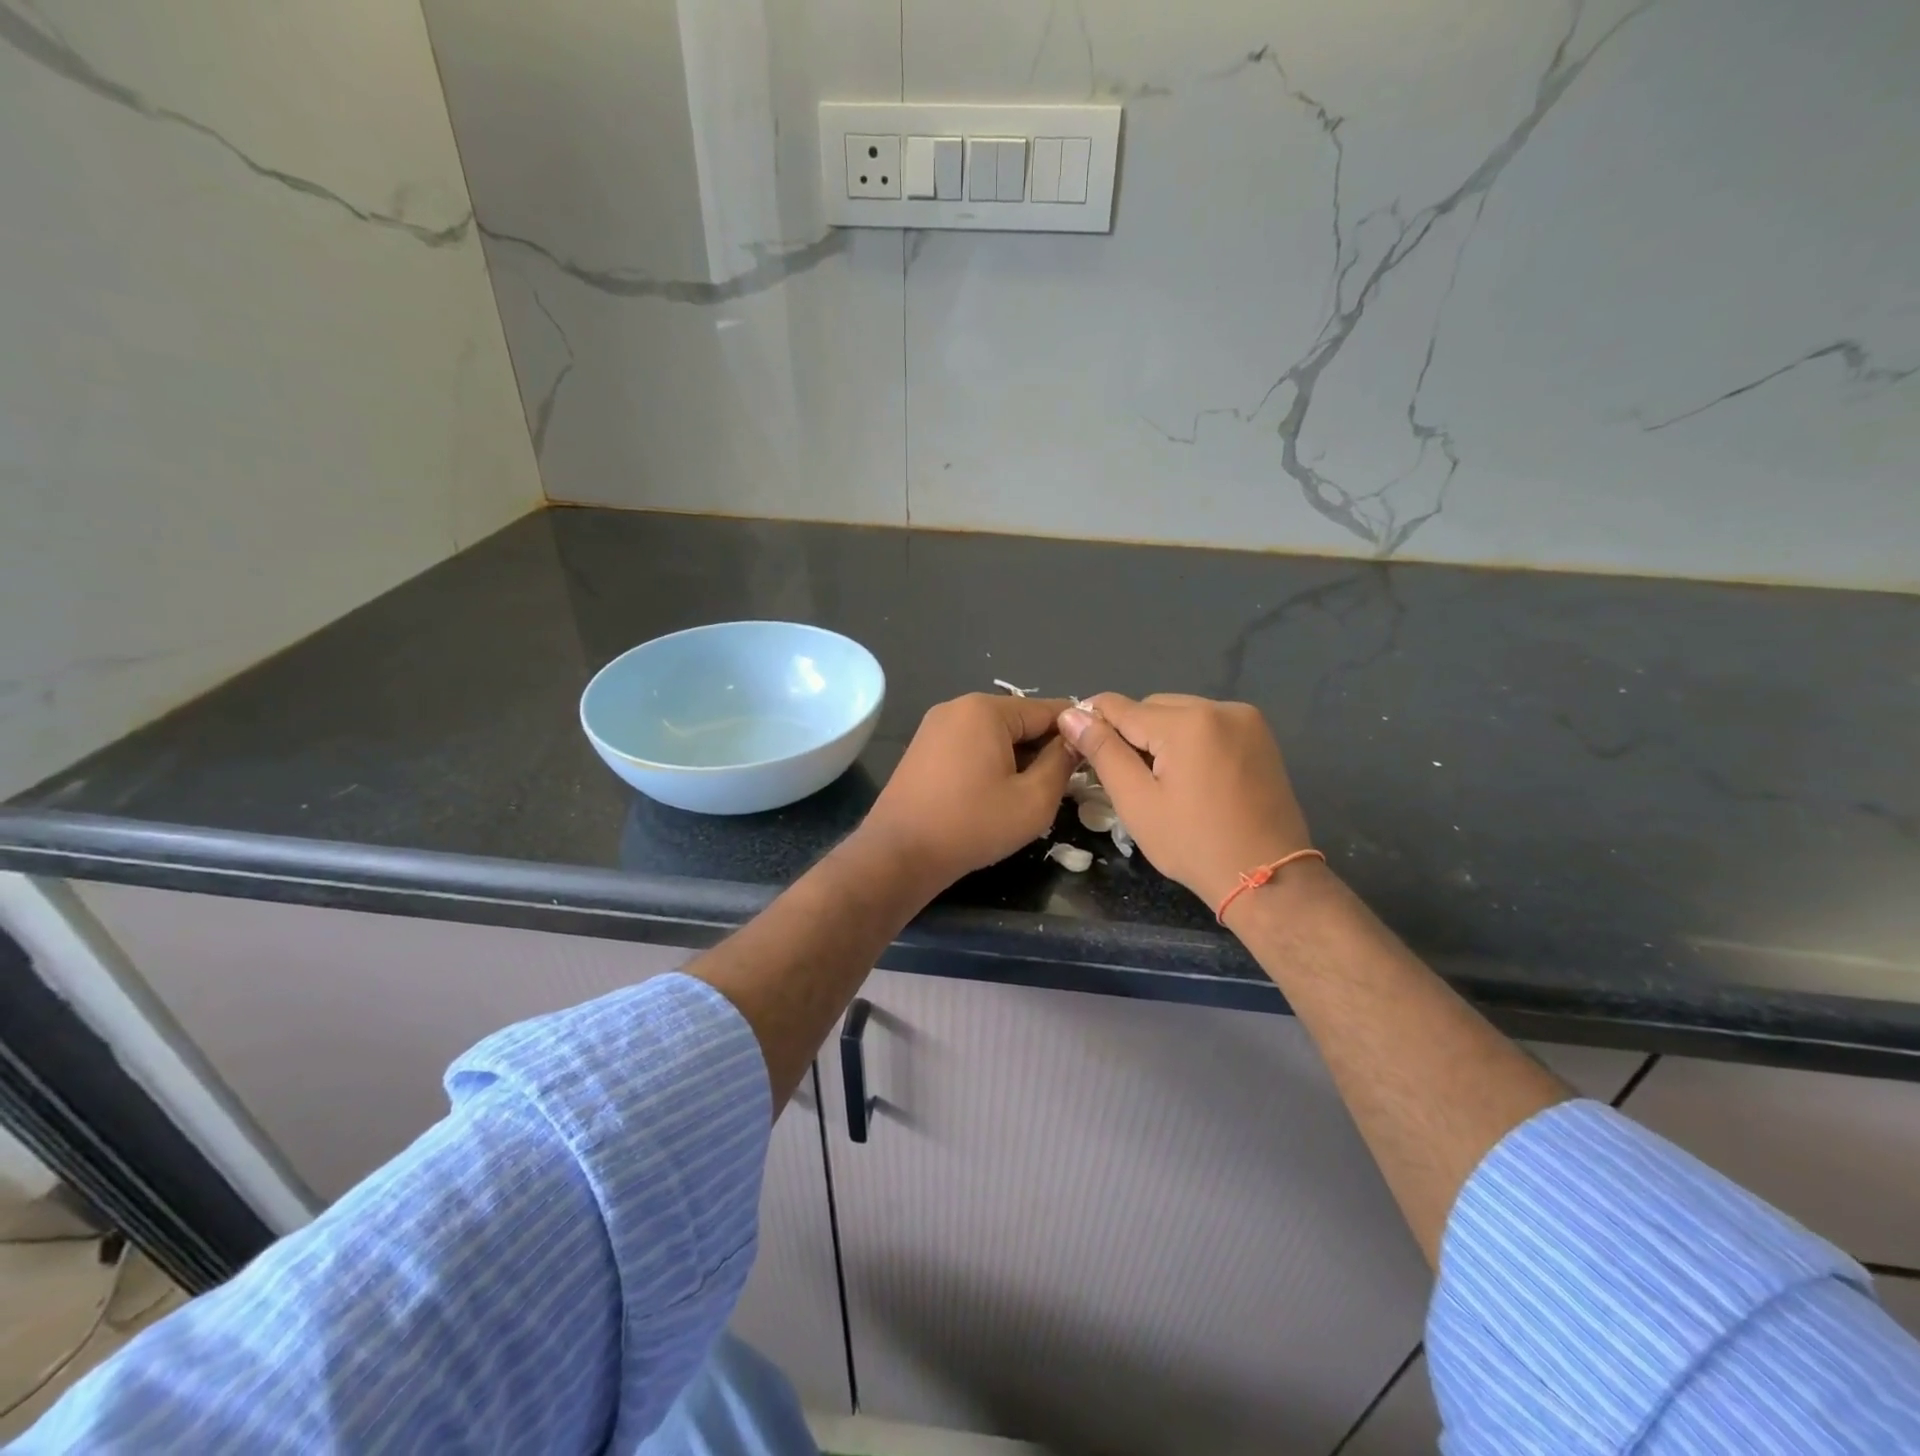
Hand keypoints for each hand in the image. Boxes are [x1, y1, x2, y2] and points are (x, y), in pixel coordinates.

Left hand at [860, 693, 1076, 893]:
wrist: (899, 854)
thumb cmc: (972, 825)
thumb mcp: (1034, 800)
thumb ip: (1062, 763)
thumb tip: (1075, 741)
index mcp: (986, 709)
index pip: (1048, 710)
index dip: (1075, 734)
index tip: (1093, 760)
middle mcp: (958, 706)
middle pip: (1019, 720)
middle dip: (1043, 748)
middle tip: (1061, 786)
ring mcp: (935, 726)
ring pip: (995, 735)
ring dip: (1017, 758)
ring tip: (1028, 794)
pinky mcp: (923, 748)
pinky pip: (970, 745)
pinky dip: (990, 763)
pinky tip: (995, 795)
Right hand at [1057, 694, 1315, 913]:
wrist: (1268, 877)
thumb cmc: (1194, 845)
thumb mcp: (1137, 802)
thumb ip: (1103, 752)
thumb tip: (1071, 715)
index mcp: (1187, 723)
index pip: (1120, 707)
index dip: (1091, 722)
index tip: (1075, 743)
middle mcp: (1219, 707)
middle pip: (1152, 706)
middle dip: (1131, 733)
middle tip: (1124, 776)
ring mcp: (1245, 719)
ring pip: (1180, 712)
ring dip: (1160, 735)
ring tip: (1159, 779)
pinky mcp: (1259, 735)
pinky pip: (1207, 722)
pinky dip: (1189, 739)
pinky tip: (1189, 775)